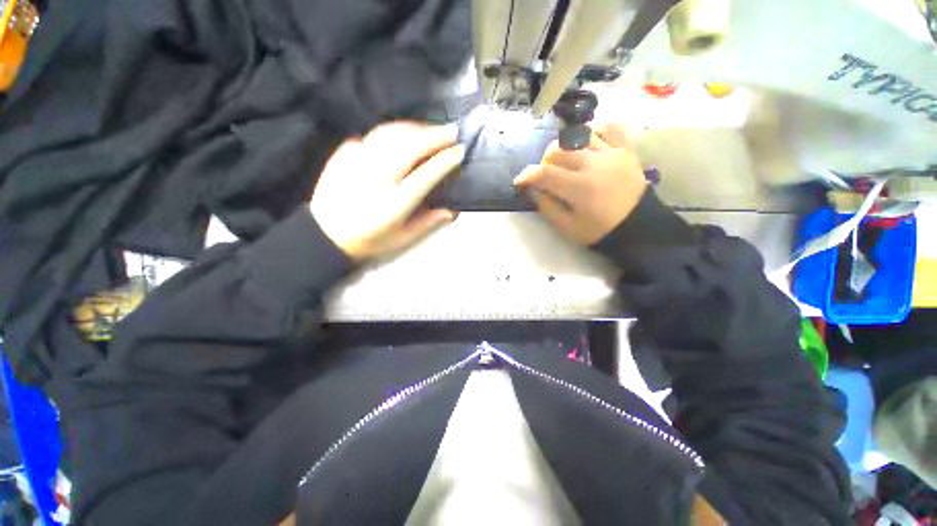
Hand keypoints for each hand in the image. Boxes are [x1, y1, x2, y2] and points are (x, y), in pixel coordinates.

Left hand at [311, 122, 463, 259]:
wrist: (325, 232)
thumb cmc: (369, 240)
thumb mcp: (402, 238)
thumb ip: (428, 222)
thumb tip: (452, 211)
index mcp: (393, 204)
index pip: (425, 175)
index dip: (444, 161)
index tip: (459, 152)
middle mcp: (376, 179)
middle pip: (409, 147)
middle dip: (434, 136)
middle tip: (452, 131)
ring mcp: (357, 162)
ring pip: (391, 134)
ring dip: (415, 128)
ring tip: (432, 129)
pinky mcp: (344, 153)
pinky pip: (374, 135)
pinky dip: (394, 130)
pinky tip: (405, 133)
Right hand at [514, 123, 647, 245]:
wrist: (637, 226)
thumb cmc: (598, 230)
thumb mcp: (566, 227)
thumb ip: (546, 206)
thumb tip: (531, 188)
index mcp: (578, 187)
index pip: (544, 173)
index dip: (527, 175)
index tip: (520, 181)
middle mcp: (593, 164)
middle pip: (558, 150)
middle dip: (544, 162)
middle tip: (546, 176)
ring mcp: (612, 153)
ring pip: (579, 136)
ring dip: (565, 146)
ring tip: (565, 160)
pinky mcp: (625, 150)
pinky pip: (611, 128)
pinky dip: (596, 131)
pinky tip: (589, 141)